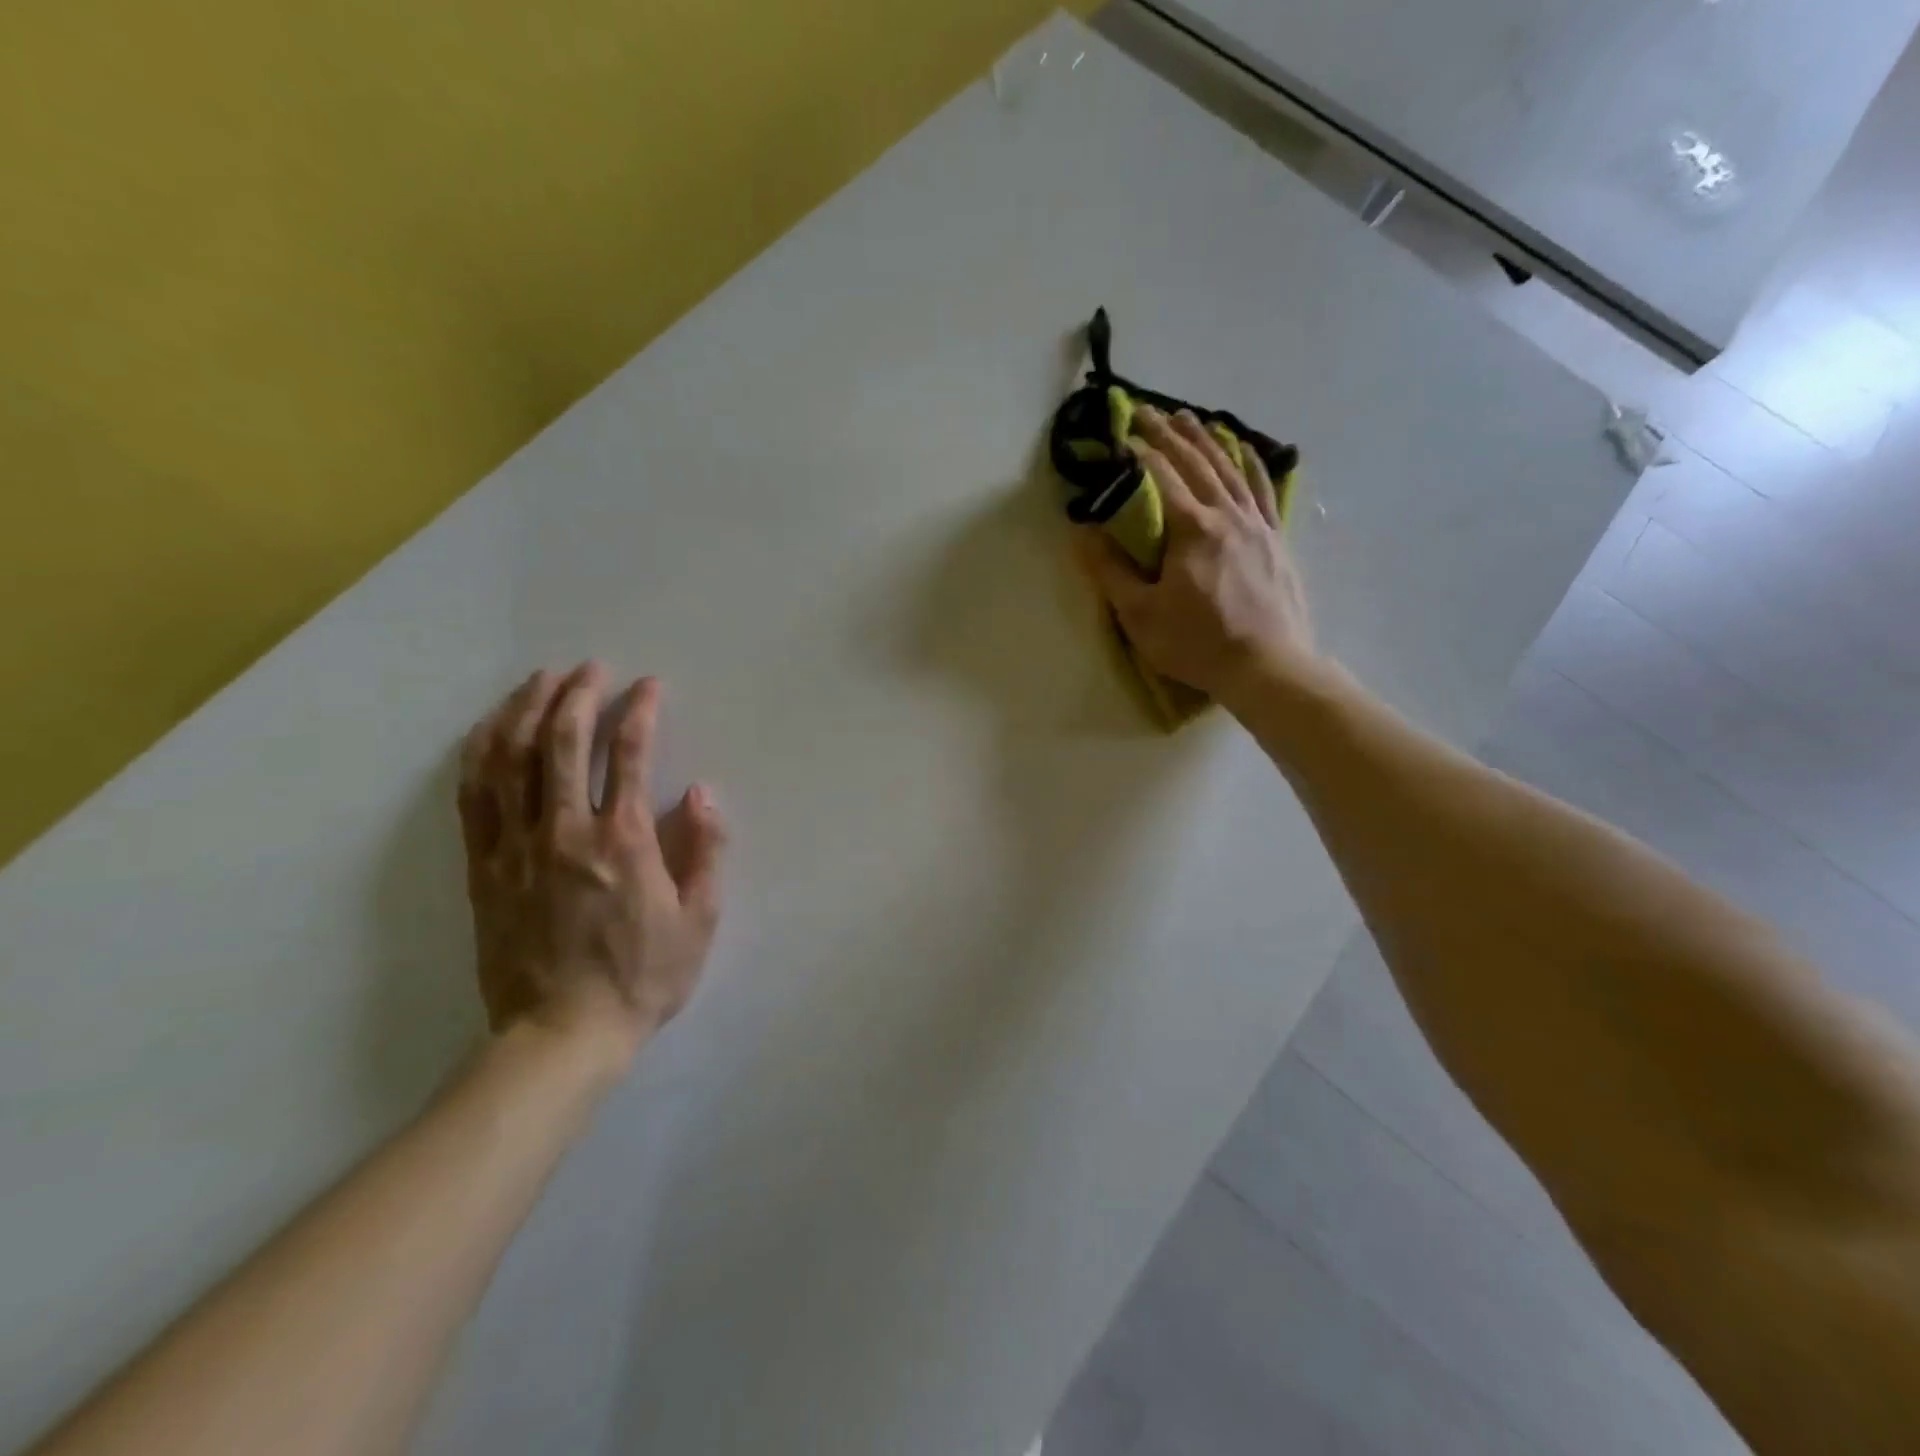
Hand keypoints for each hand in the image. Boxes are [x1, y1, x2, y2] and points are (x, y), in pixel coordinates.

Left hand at [457, 664, 726, 1075]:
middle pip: (564, 743)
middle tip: (592, 668)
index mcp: (623, 843)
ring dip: (526, 711)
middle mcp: (565, 831)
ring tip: (540, 680)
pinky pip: (474, 798)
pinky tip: (489, 729)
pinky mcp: (483, 868)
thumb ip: (705, 851)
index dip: (640, 712)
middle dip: (579, 695)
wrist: (561, 1035)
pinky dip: (480, 754)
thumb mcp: (699, 920)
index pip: (630, 756)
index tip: (648, 686)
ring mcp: (516, 847)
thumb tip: (701, 793)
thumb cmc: (643, 977)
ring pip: (512, 760)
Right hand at [1073, 405, 1316, 704]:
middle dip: (1167, 434)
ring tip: (1187, 417)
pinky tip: (1244, 449)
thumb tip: (1083, 533)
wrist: (1268, 667)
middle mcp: (1227, 515)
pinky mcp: (1275, 540)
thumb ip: (1110, 571)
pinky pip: (1263, 489)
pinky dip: (1251, 463)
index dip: (1136, 453)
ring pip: (1230, 468)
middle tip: (1144, 411)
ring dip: (1206, 439)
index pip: (1160, 477)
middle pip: (1195, 462)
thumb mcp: (1140, 615)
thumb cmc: (1197, 643)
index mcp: (1192, 529)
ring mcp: (1257, 525)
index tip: (1116, 434)